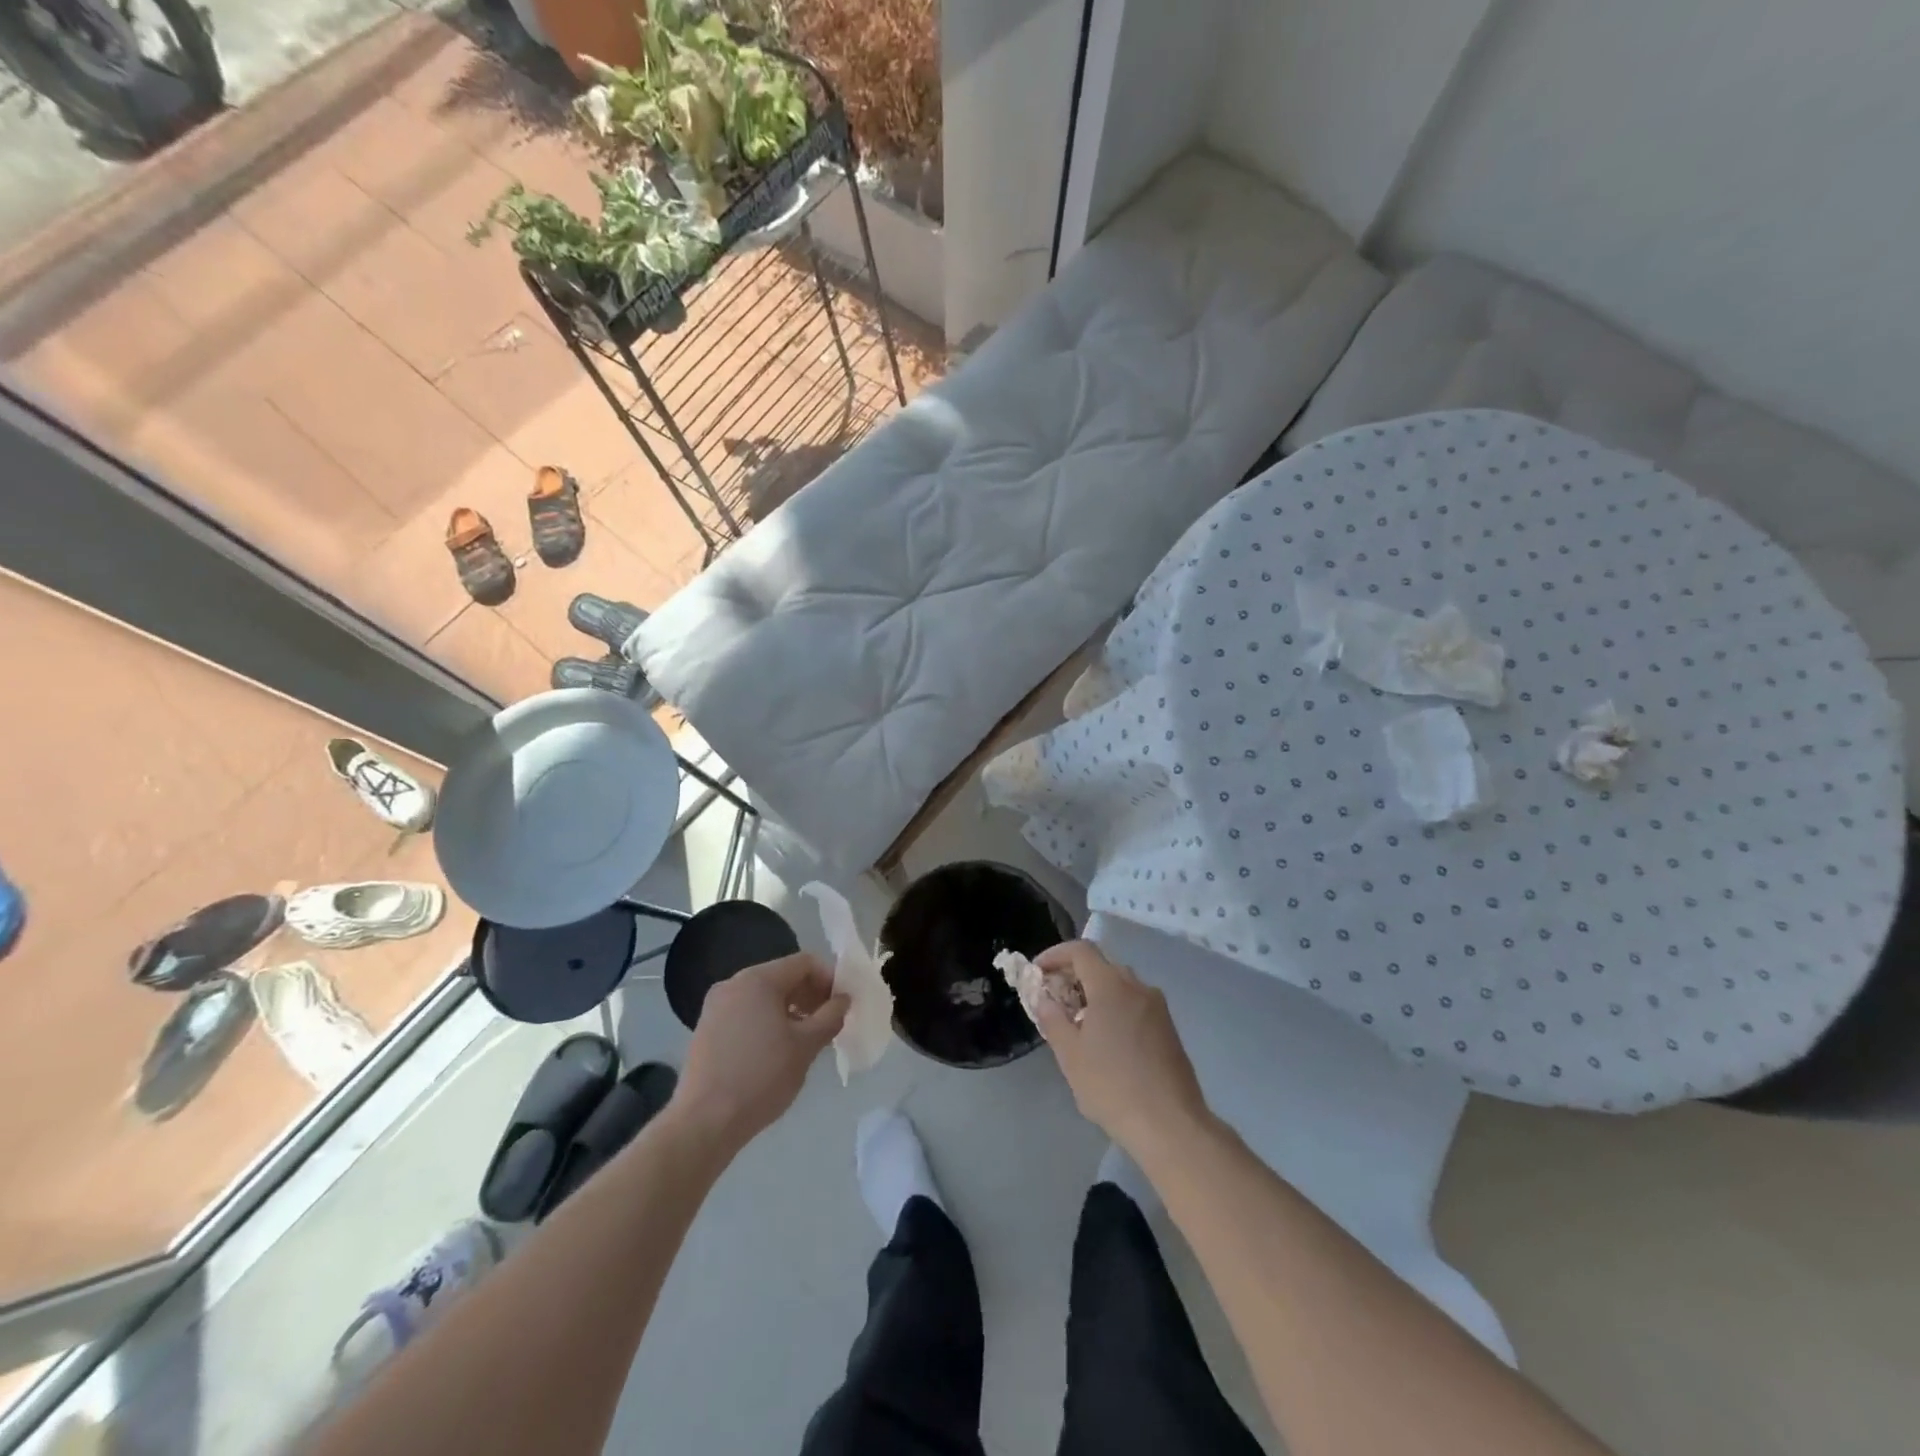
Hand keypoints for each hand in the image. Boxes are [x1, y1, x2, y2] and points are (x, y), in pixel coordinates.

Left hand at [673, 953, 847, 1156]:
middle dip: (811, 995)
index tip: (843, 1006)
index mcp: (758, 979)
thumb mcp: (806, 1047)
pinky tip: (777, 1050)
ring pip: (764, 995)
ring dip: (791, 1009)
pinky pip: (747, 1012)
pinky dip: (768, 1021)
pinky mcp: (707, 1028)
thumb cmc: (761, 1078)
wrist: (704, 1123)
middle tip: (829, 1023)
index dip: (830, 979)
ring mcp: (716, 1006)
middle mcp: (733, 983)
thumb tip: (843, 1000)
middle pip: (783, 976)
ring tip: (806, 1039)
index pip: (805, 963)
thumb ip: (830, 1017)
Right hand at [1034, 940, 1210, 1159]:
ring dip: (1095, 992)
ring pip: (1120, 984)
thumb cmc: (1113, 1086)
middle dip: (1074, 974)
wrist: (1171, 1124)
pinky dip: (1115, 1007)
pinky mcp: (1168, 1027)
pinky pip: (1135, 1003)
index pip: (1081, 950)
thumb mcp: (1070, 1055)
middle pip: (1101, 964)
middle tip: (1054, 997)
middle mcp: (1137, 987)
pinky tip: (1106, 1039)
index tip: (1038, 972)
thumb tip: (1044, 998)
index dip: (1055, 954)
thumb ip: (1052, 1019)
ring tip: (1077, 1021)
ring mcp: (1157, 1007)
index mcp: (1111, 986)